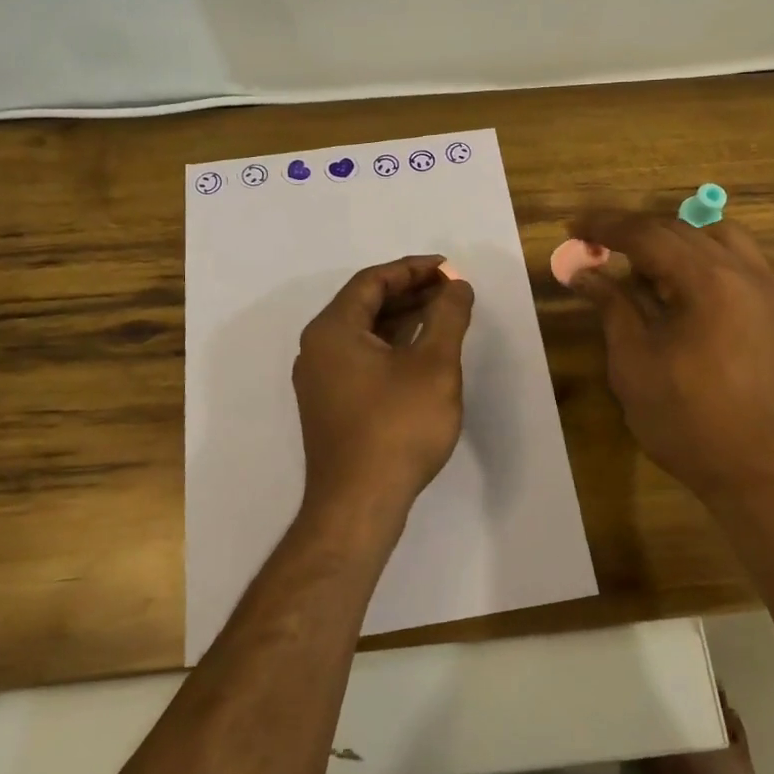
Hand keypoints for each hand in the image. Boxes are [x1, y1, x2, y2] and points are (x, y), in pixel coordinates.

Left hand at [293, 256, 475, 528]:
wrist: (359, 505)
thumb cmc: (398, 426)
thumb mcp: (434, 364)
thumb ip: (448, 316)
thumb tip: (456, 285)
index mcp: (333, 329)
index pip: (373, 281)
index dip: (413, 269)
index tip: (449, 268)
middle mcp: (317, 348)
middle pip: (365, 304)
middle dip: (410, 292)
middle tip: (451, 289)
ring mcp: (320, 379)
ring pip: (364, 333)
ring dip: (402, 319)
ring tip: (443, 314)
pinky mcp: (330, 405)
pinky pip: (361, 358)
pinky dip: (391, 346)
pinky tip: (422, 352)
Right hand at [567, 211, 773, 502]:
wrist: (766, 474)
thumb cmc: (689, 422)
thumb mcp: (635, 363)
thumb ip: (612, 307)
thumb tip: (583, 273)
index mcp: (709, 281)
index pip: (649, 234)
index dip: (607, 227)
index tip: (574, 226)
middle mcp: (746, 273)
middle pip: (683, 230)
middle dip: (636, 231)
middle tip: (597, 244)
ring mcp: (770, 291)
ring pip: (718, 238)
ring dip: (675, 241)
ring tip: (643, 265)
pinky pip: (740, 264)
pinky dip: (705, 260)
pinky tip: (683, 289)